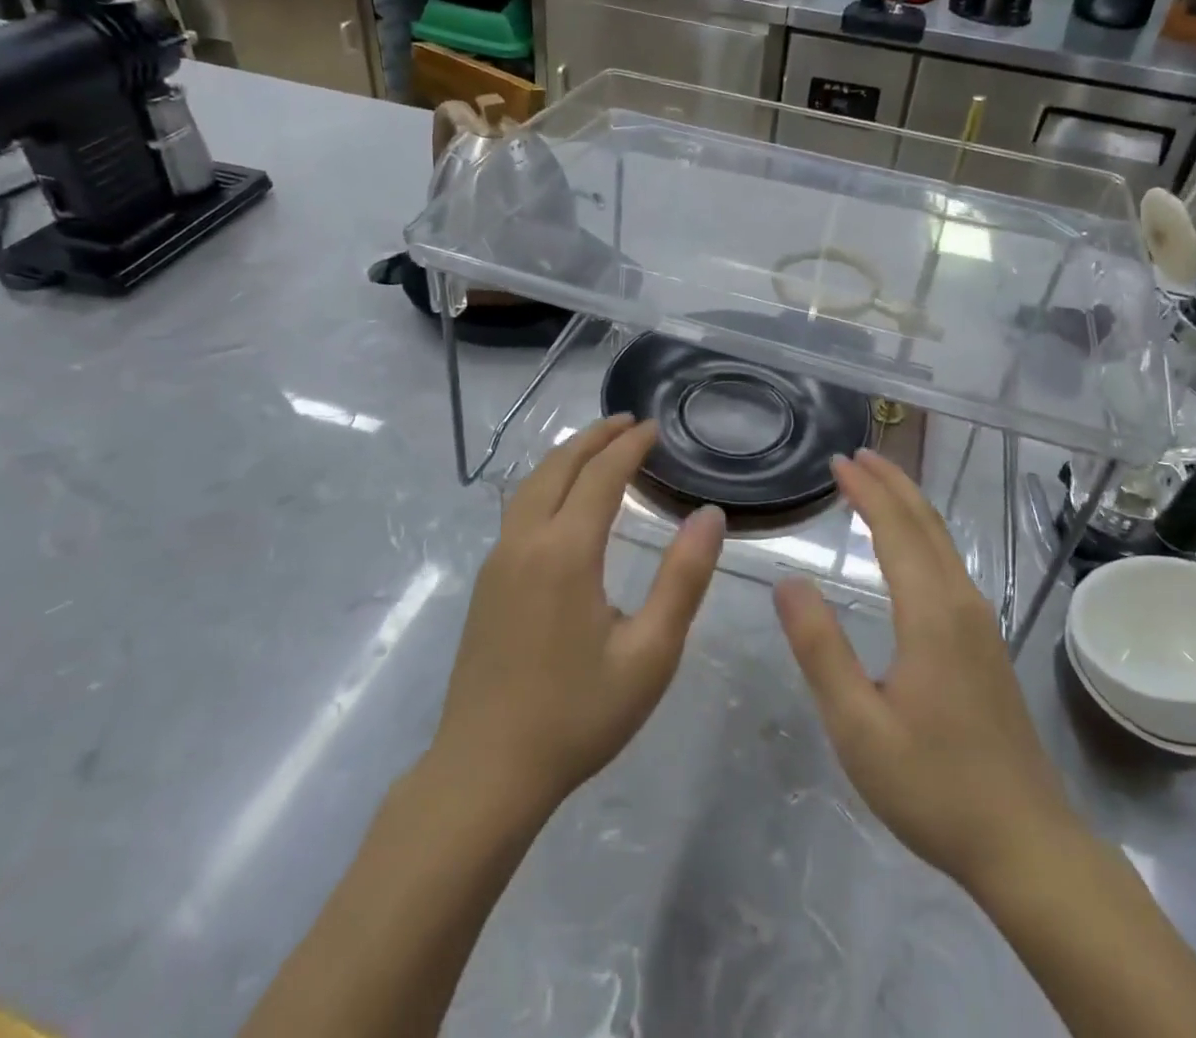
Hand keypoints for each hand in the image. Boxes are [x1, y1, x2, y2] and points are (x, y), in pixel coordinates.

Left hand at [431, 415, 725, 819]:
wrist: (485, 772)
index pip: (601, 476)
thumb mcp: (649, 654)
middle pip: (558, 467)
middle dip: (594, 437)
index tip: (655, 427)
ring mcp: (498, 560)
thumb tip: (710, 515)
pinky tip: (562, 499)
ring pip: (531, 484)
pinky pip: (519, 509)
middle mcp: (525, 541)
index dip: (630, 446)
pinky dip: (546, 482)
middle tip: (628, 422)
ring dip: (566, 457)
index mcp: (565, 552)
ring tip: (598, 446)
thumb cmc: (578, 716)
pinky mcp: (487, 582)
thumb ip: (683, 579)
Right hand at [774, 449, 1075, 898]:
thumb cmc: (933, 786)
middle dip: (891, 483)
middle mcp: (962, 604)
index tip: (837, 461)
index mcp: (931, 614)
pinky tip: (908, 547)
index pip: (896, 530)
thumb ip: (820, 649)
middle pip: (926, 523)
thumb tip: (788, 582)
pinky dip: (922, 535)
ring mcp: (981, 623)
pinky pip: (950, 565)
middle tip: (856, 455)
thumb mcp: (858, 726)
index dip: (866, 491)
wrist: (1026, 843)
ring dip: (909, 505)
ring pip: (943, 542)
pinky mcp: (986, 643)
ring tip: (877, 483)